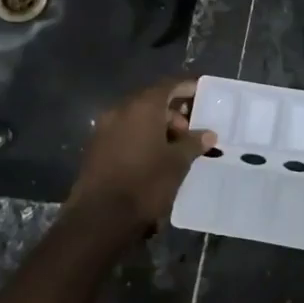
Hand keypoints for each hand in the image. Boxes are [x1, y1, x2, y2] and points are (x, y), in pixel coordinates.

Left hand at [65, 78, 216, 235]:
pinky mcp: (95, 148)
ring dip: (156, 127)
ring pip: (136, 119)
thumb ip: (193, 143)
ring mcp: (103, 129)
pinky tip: (154, 158)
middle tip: (191, 133)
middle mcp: (120, 111)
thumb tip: (208, 133)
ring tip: (175, 149)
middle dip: (172, 113)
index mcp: (142, 107)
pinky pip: (124, 133)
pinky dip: (140, 138)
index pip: (168, 86)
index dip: (186, 88)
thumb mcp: (177, 164)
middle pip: (150, 102)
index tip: (201, 94)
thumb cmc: (146, 183)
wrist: (101, 216)